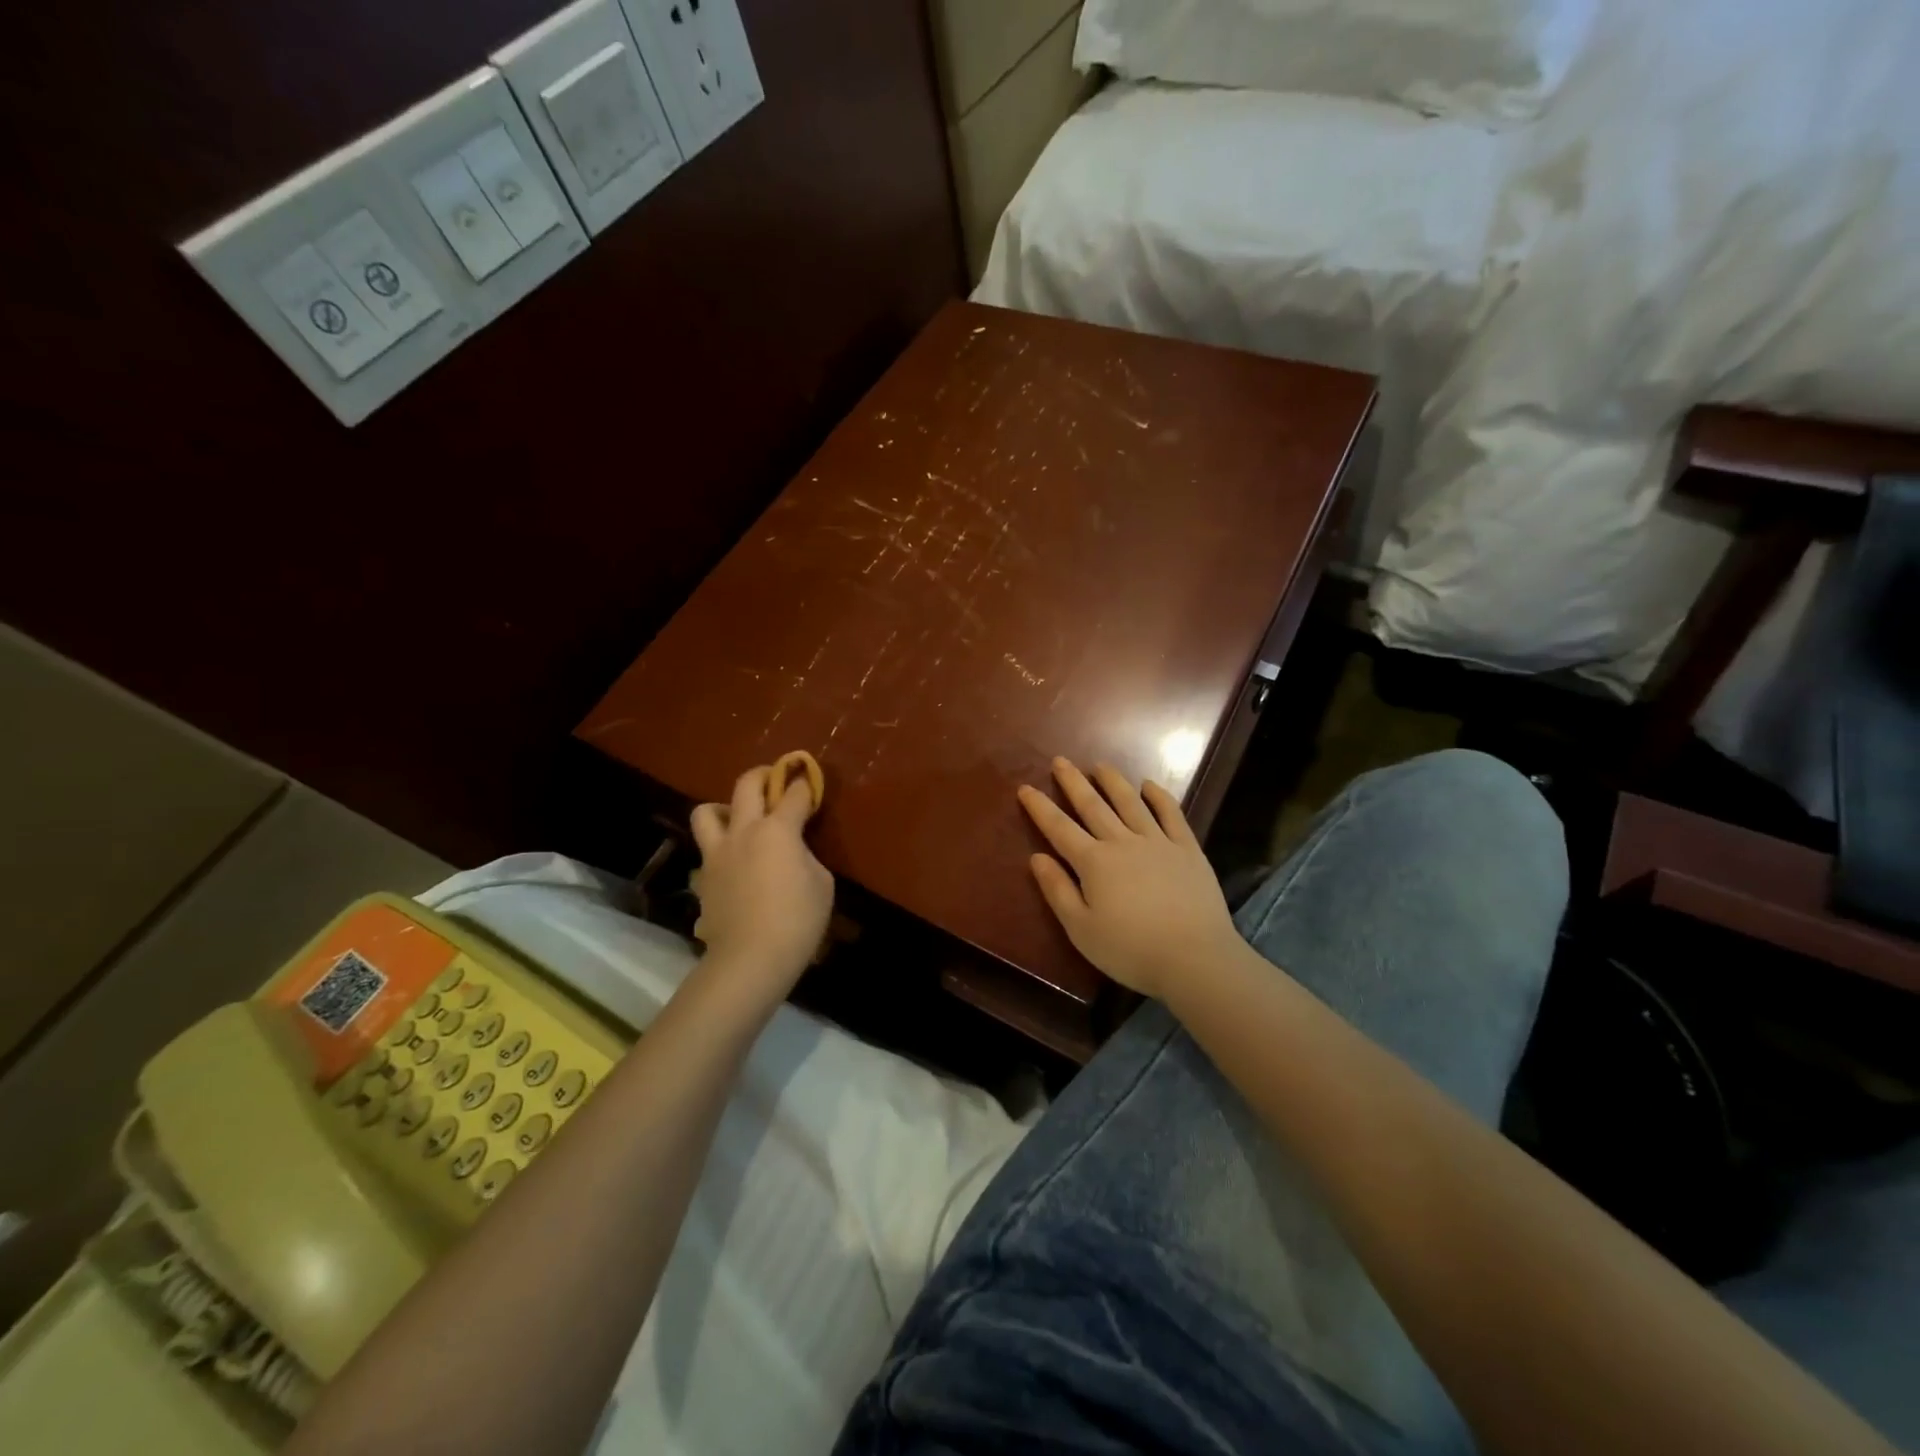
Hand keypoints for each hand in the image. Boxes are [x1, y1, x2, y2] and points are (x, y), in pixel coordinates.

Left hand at [690, 766, 833, 1000]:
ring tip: (736, 820)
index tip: (810, 780)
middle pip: (746, 785)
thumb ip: (806, 857)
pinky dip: (718, 854)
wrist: (751, 958)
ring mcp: (716, 855)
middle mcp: (743, 832)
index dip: (805, 784)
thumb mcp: (822, 884)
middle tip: (774, 779)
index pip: (795, 794)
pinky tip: (732, 869)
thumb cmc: (798, 920)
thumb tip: (794, 852)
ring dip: (723, 808)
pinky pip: (706, 856)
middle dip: (763, 775)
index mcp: (778, 829)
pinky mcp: (703, 880)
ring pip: (705, 812)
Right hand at [1018, 758, 1239, 999]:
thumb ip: (1058, 891)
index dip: (1040, 808)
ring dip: (1113, 781)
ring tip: (1100, 765)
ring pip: (1130, 803)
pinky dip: (1159, 797)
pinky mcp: (1187, 849)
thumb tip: (1037, 858)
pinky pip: (1171, 814)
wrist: (1194, 958)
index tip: (1025, 788)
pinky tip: (1149, 785)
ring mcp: (1158, 842)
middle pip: (1093, 806)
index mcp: (1093, 862)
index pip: (1059, 828)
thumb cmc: (1130, 950)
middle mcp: (1122, 842)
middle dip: (1073, 782)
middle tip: (1060, 761)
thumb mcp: (1081, 929)